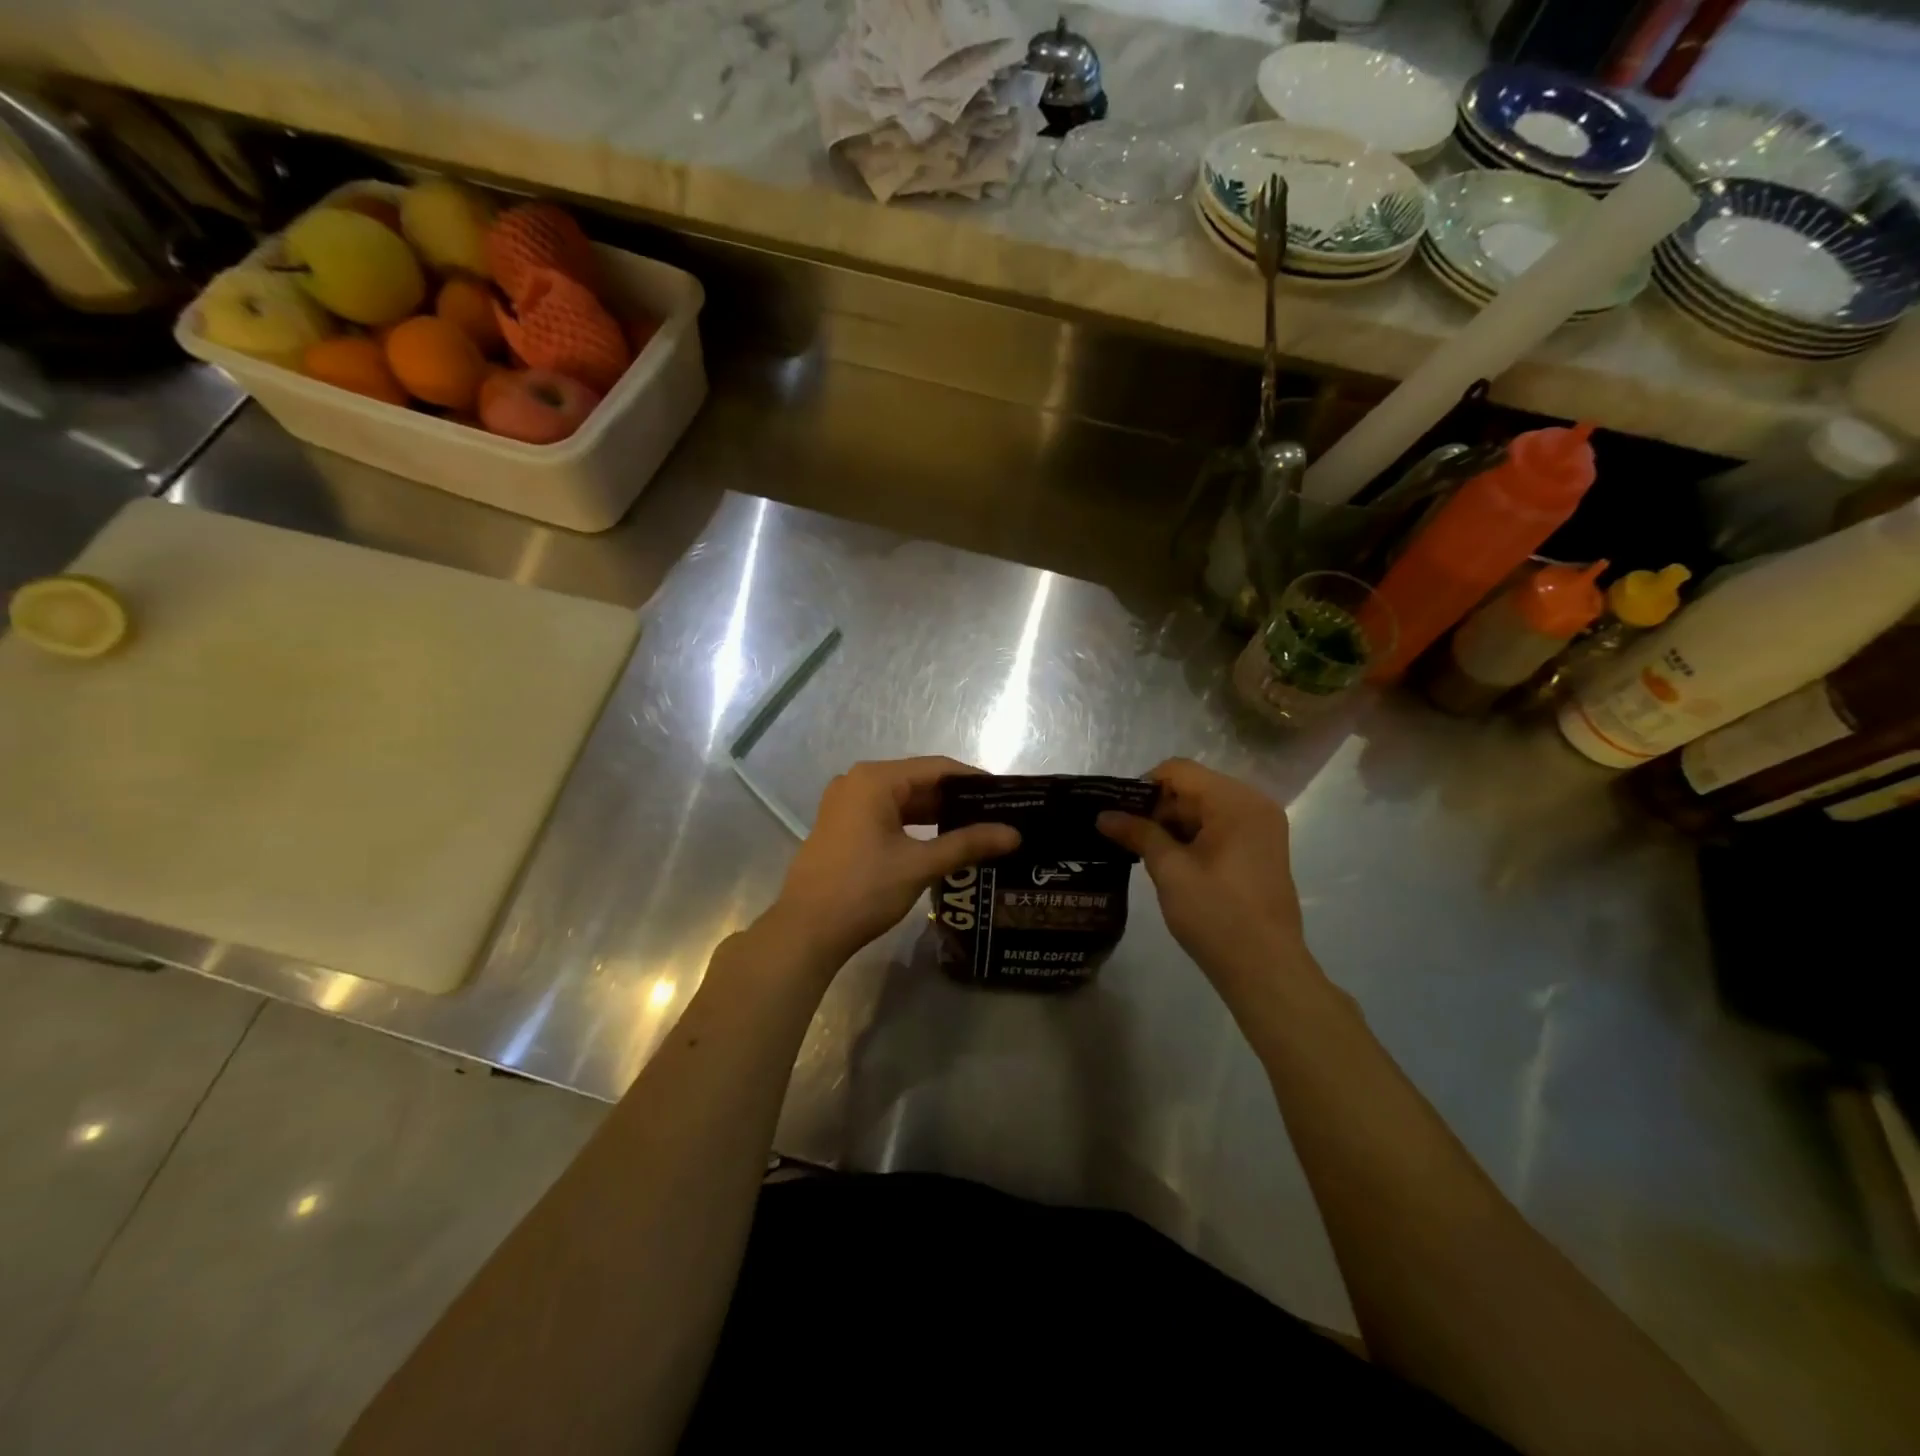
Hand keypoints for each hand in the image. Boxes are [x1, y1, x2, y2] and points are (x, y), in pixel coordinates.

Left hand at [767, 757, 1019, 972]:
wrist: (806, 931)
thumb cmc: (863, 890)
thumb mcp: (919, 865)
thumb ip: (967, 844)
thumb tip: (1014, 834)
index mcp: (875, 780)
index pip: (937, 768)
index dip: (973, 780)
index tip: (1006, 796)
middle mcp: (857, 782)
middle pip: (918, 781)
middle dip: (956, 800)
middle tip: (997, 816)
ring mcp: (845, 804)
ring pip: (902, 800)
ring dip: (935, 815)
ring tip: (976, 830)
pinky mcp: (841, 826)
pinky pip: (885, 815)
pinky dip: (913, 826)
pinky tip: (940, 842)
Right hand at [1098, 758, 1316, 1022]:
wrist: (1265, 968)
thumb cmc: (1216, 914)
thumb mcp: (1170, 870)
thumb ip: (1138, 833)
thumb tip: (1104, 815)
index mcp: (1235, 801)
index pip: (1179, 770)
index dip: (1143, 787)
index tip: (1119, 814)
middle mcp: (1254, 804)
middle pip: (1193, 787)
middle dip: (1157, 808)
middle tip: (1126, 836)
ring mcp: (1262, 828)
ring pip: (1205, 808)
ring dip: (1173, 824)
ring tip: (1143, 852)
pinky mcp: (1261, 850)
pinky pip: (1220, 827)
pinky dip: (1193, 837)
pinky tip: (1171, 862)